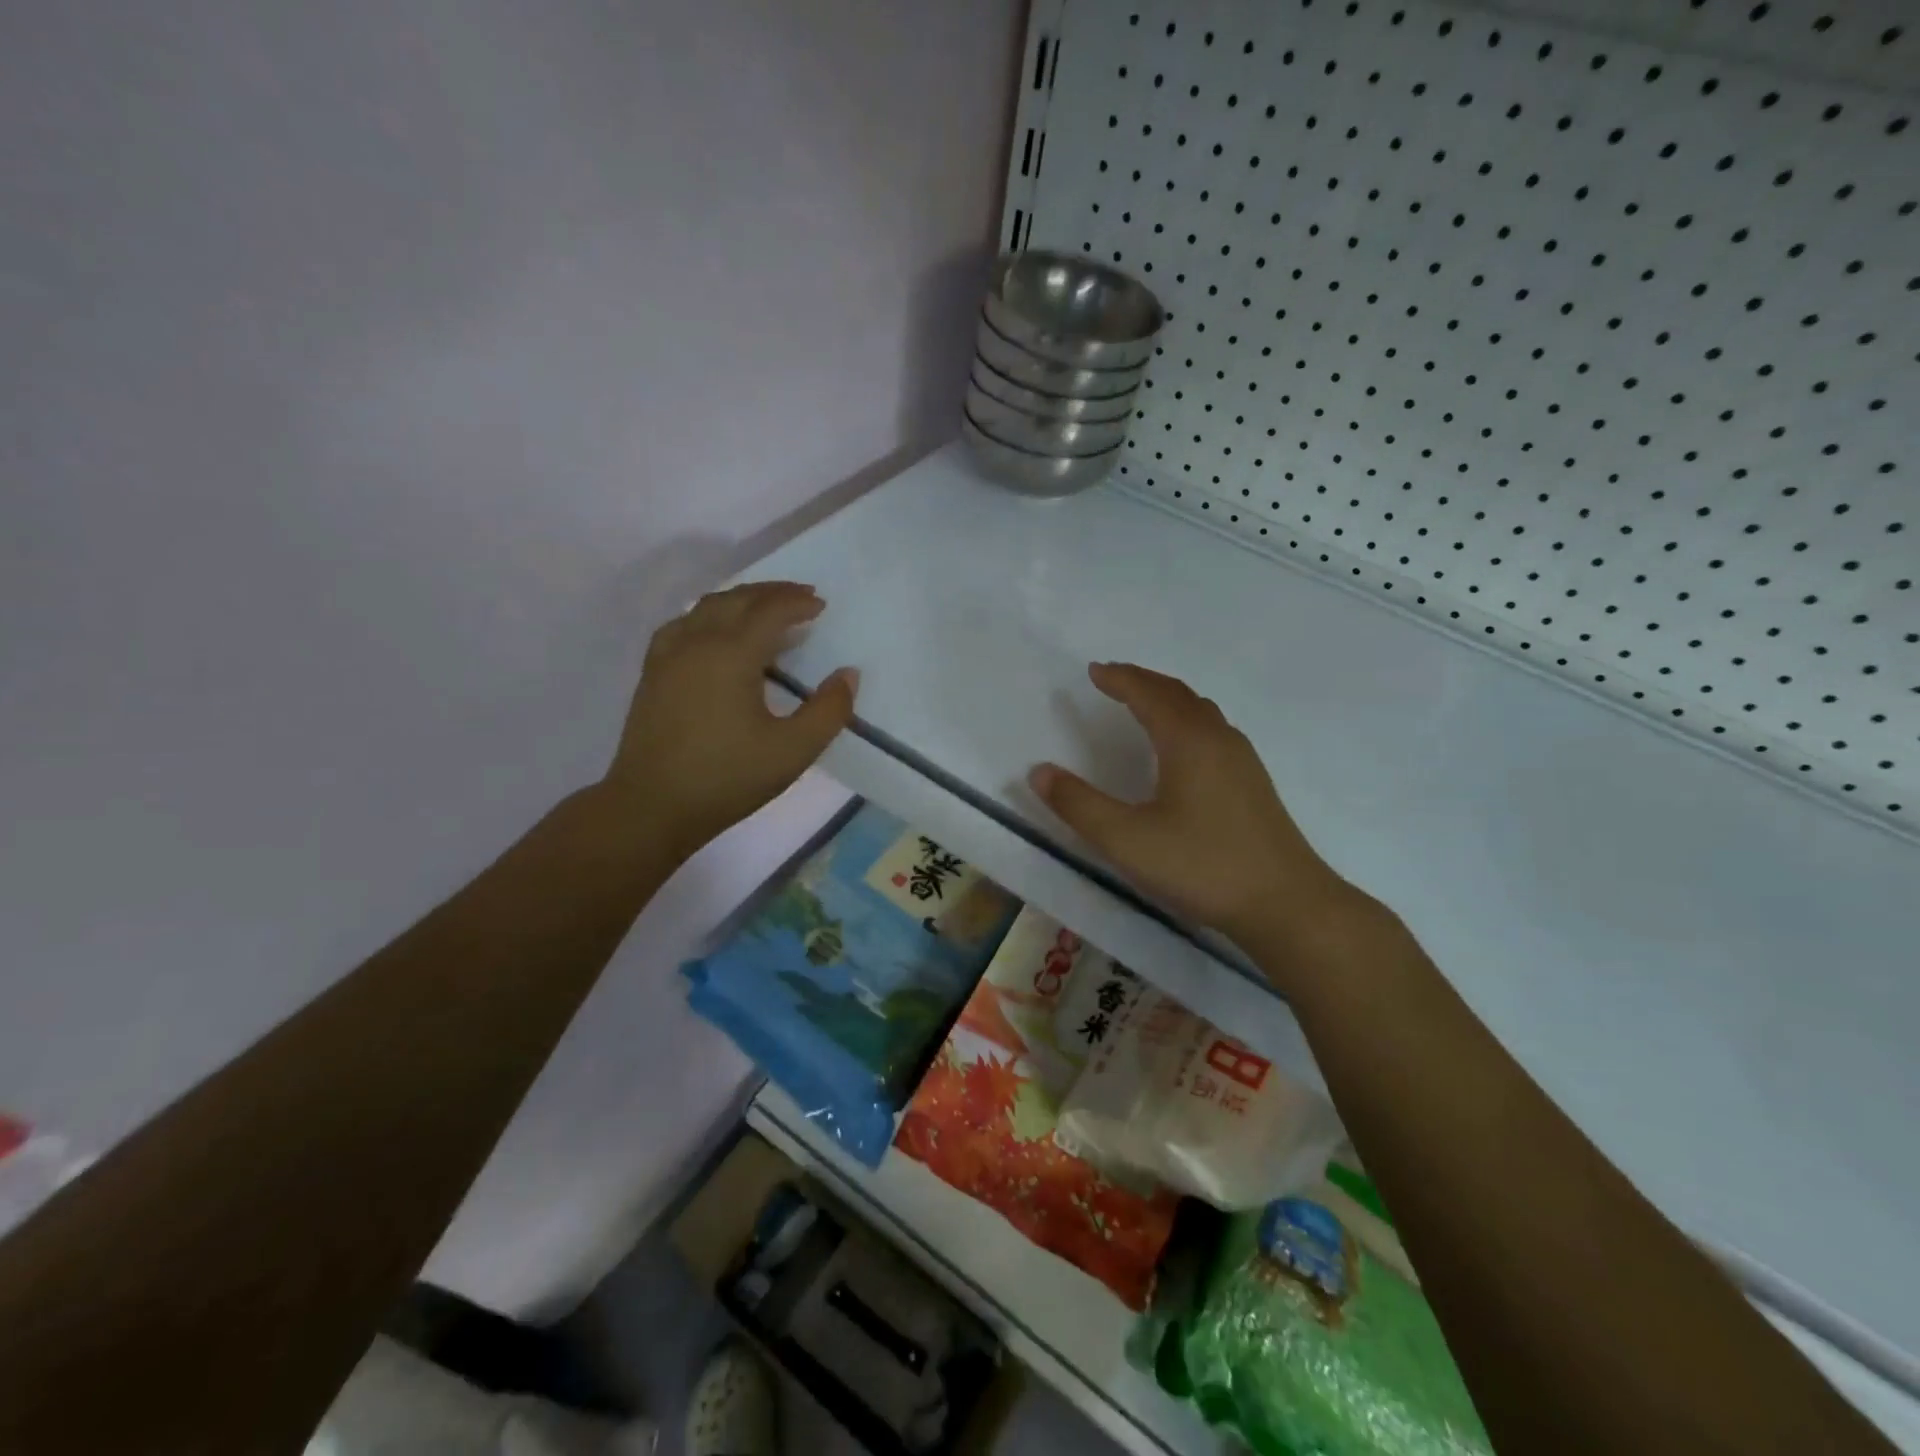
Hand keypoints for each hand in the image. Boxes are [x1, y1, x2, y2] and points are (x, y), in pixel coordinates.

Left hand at [604, 581, 857, 859]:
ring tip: (764, 610)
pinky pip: (683, 624)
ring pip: (706, 607)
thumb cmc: (727, 778)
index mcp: (731, 654)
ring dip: (740, 600)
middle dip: (771, 593)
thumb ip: (828, 711)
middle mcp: (696, 642)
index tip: (821, 605)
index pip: (769, 611)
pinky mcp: (652, 673)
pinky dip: (709, 616)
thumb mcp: (793, 751)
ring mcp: (668, 655)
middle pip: (736, 599)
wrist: (651, 806)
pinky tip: (715, 633)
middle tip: (801, 596)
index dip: (797, 603)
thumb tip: (848, 675)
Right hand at [1028, 662, 1366, 954]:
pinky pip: (1213, 730)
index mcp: (1187, 741)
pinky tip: (1182, 748)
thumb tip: (1039, 772)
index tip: (1093, 671)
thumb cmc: (1202, 866)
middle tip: (1113, 678)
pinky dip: (1187, 719)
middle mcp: (1218, 739)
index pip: (1148, 694)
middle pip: (1177, 694)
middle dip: (1142, 681)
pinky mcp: (1253, 783)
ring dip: (1168, 698)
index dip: (1119, 679)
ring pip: (1200, 711)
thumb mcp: (1127, 840)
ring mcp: (1242, 760)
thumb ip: (1079, 805)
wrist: (1287, 904)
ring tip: (1143, 703)